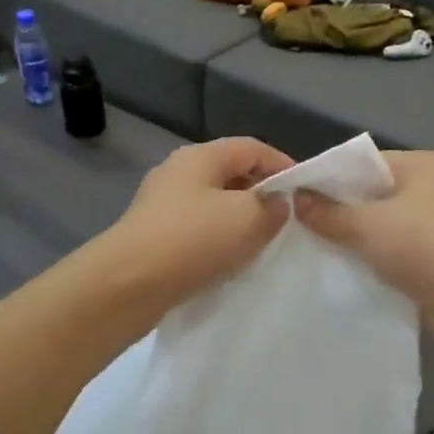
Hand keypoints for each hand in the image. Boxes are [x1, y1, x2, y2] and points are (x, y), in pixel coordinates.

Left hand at [106, 137, 294, 307]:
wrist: (128, 285)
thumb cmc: (193, 240)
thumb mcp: (248, 219)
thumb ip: (272, 207)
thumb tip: (275, 204)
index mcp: (200, 157)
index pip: (251, 148)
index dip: (283, 164)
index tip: (305, 191)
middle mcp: (177, 173)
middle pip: (230, 174)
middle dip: (261, 194)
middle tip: (286, 220)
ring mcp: (161, 205)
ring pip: (213, 205)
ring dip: (239, 220)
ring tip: (262, 243)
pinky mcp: (153, 237)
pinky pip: (196, 231)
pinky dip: (217, 241)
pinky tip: (229, 262)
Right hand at [295, 151, 433, 349]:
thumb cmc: (424, 247)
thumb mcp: (367, 225)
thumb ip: (328, 213)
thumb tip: (297, 199)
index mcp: (419, 165)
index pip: (363, 162)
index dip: (328, 178)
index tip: (294, 197)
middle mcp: (429, 188)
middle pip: (370, 193)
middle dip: (338, 210)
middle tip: (298, 225)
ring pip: (380, 224)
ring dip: (353, 237)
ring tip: (314, 248)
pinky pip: (391, 250)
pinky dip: (370, 257)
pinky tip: (343, 269)